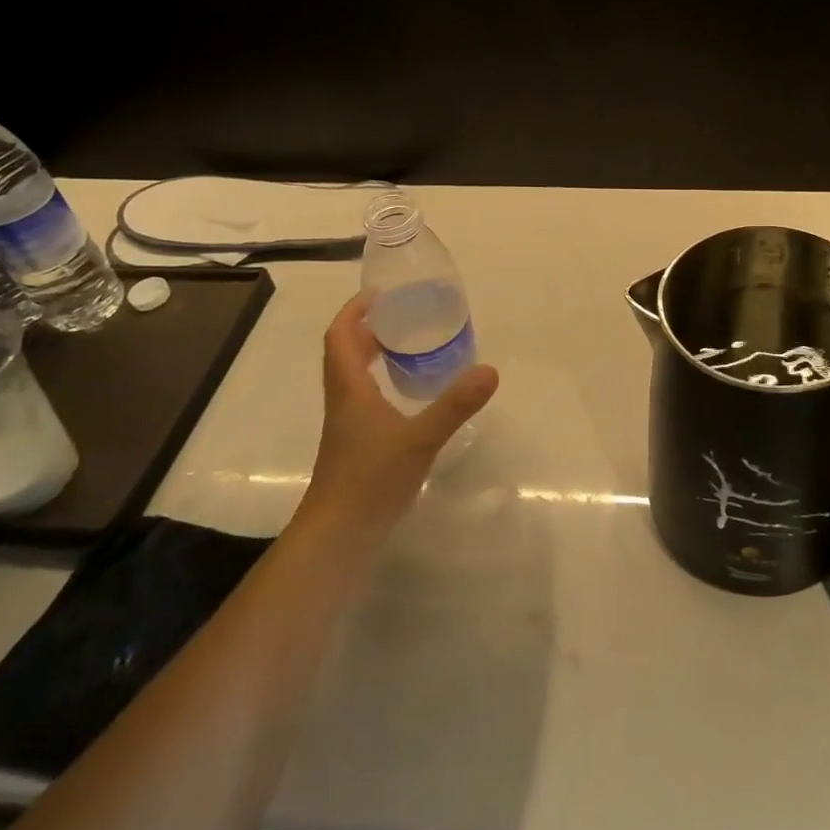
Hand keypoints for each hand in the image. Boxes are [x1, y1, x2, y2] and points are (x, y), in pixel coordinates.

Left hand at [296, 291, 499, 544]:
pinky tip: (407, 392)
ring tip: (407, 345)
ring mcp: (347, 424)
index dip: (354, 310)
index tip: (380, 294)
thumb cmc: (371, 479)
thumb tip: (491, 371)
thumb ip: (455, 404)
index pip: (340, 336)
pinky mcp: (355, 443)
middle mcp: (343, 400)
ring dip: (371, 353)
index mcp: (350, 388)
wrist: (339, 534)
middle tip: (402, 314)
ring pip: (352, 375)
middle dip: (367, 327)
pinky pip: (363, 397)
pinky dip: (380, 381)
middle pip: (344, 352)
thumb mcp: (420, 438)